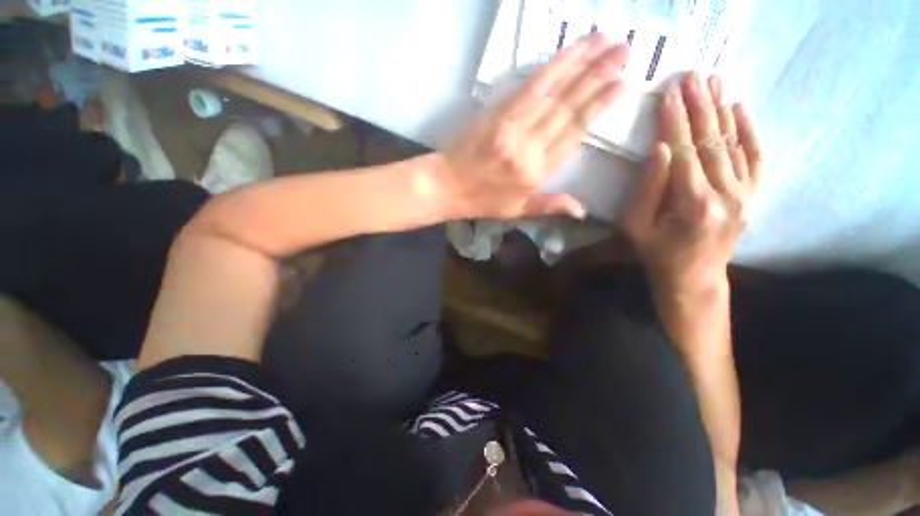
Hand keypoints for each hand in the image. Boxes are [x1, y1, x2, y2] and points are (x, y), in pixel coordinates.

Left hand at [439, 35, 628, 219]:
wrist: (448, 186)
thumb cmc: (484, 201)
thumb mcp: (518, 211)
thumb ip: (550, 206)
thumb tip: (583, 211)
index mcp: (536, 172)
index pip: (573, 133)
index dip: (598, 106)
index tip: (623, 84)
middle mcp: (528, 146)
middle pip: (567, 106)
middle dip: (598, 75)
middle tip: (625, 50)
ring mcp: (511, 126)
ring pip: (551, 90)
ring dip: (579, 62)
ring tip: (604, 39)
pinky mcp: (497, 113)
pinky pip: (527, 87)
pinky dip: (550, 67)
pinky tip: (567, 52)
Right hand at [622, 72, 761, 294]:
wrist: (693, 278)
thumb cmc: (655, 253)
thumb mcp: (635, 227)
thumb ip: (647, 189)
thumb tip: (660, 149)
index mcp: (693, 204)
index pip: (683, 152)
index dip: (675, 121)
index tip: (669, 92)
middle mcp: (727, 195)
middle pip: (711, 141)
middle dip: (699, 106)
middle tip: (692, 75)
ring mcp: (745, 195)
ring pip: (733, 144)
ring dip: (721, 110)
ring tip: (714, 81)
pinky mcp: (752, 196)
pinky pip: (755, 158)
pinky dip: (749, 131)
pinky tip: (741, 108)